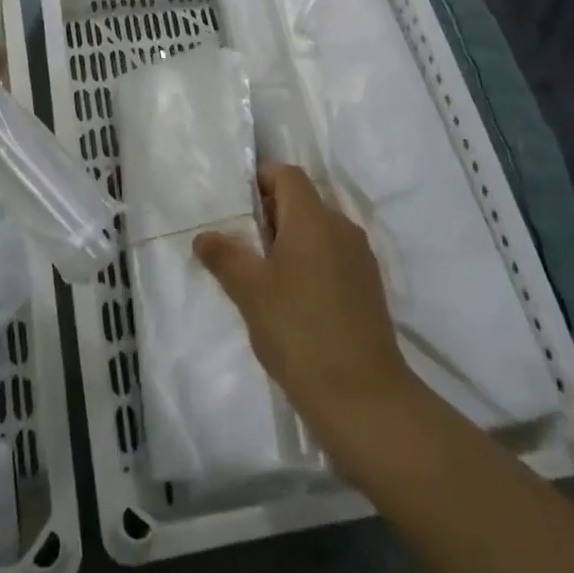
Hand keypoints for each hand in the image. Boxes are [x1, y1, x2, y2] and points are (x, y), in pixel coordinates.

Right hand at [194, 165, 420, 481]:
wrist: (363, 397)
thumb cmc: (299, 331)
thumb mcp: (250, 291)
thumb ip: (225, 257)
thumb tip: (204, 236)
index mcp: (314, 218)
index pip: (287, 175)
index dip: (260, 180)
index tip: (236, 207)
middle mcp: (342, 228)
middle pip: (303, 202)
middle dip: (270, 215)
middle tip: (240, 244)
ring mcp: (360, 259)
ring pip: (318, 232)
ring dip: (290, 242)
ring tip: (262, 276)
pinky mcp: (369, 288)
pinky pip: (333, 257)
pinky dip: (310, 264)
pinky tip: (292, 301)